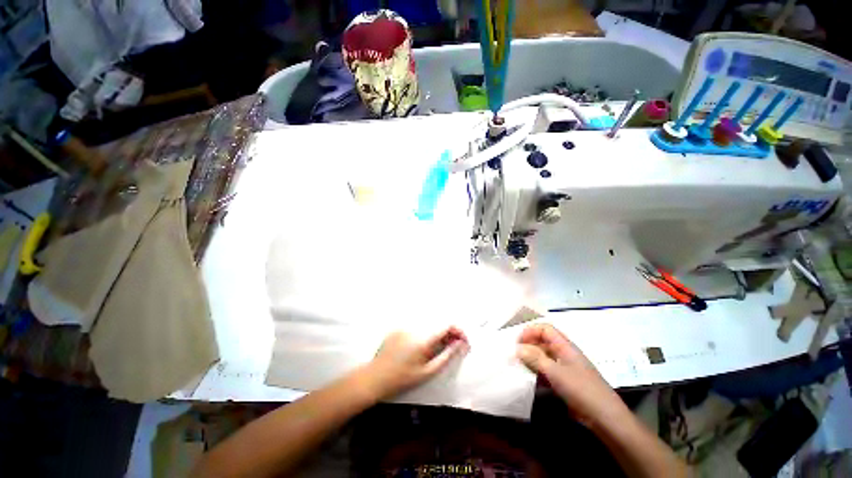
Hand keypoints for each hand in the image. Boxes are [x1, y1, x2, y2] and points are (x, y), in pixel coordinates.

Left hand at [362, 327, 469, 399]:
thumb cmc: (403, 378)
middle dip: (449, 333)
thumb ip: (446, 356)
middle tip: (452, 346)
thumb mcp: (427, 372)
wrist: (376, 377)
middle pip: (438, 324)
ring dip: (436, 333)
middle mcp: (415, 328)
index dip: (458, 331)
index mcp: (424, 339)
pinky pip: (416, 327)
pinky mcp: (398, 327)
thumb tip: (460, 344)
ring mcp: (405, 326)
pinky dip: (423, 333)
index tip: (463, 341)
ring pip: (428, 325)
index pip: (447, 325)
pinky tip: (418, 347)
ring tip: (435, 348)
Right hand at [517, 324, 626, 426]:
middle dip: (528, 345)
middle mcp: (564, 353)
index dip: (530, 331)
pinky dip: (537, 372)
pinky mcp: (565, 382)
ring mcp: (565, 368)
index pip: (545, 329)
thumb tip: (517, 348)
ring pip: (544, 357)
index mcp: (565, 346)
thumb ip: (535, 358)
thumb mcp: (555, 372)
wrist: (605, 418)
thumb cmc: (581, 389)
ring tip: (518, 366)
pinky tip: (529, 379)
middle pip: (543, 341)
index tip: (517, 342)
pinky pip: (547, 371)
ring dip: (531, 359)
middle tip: (514, 354)